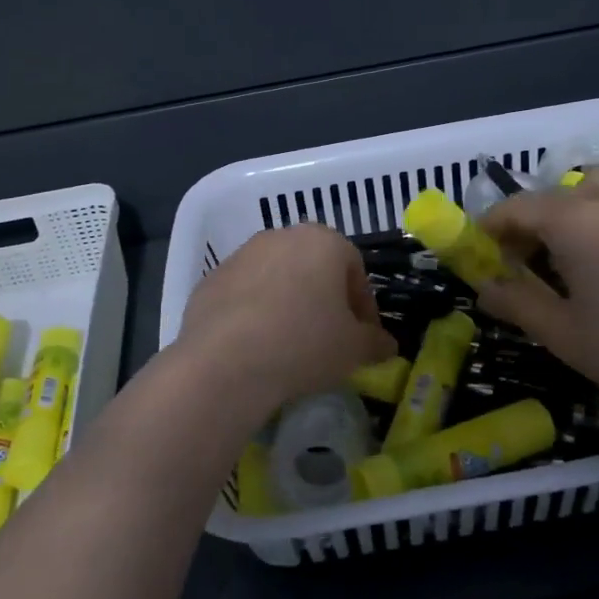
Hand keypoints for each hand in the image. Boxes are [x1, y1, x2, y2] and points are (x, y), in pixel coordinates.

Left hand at [172, 225, 397, 417]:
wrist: (225, 361)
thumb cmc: (304, 343)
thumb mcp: (354, 349)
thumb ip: (376, 341)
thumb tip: (387, 344)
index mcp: (323, 241)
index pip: (355, 269)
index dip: (363, 305)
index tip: (363, 337)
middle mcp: (281, 236)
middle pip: (314, 267)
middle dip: (325, 299)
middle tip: (329, 338)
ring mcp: (242, 255)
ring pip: (277, 278)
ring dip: (288, 303)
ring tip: (290, 344)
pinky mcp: (211, 279)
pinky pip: (244, 294)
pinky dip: (255, 313)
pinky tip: (256, 346)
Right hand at [475, 167, 598, 420]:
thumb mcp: (563, 333)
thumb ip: (517, 303)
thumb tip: (484, 288)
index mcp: (575, 220)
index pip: (517, 207)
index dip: (492, 226)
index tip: (482, 252)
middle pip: (558, 192)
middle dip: (533, 219)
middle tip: (529, 259)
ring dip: (576, 208)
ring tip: (577, 250)